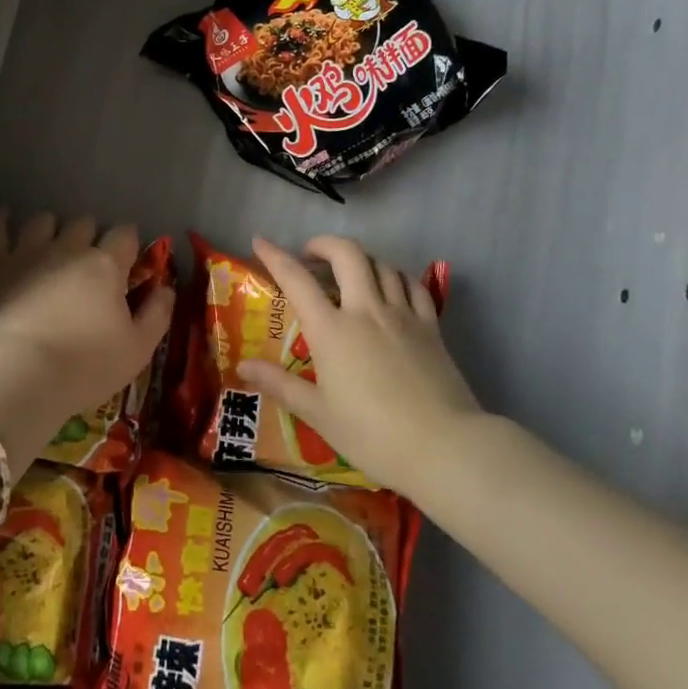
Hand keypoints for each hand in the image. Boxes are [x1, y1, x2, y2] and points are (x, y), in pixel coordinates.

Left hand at [0, 210, 172, 458]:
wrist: (20, 374)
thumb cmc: (85, 366)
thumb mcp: (138, 350)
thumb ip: (157, 314)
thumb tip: (166, 288)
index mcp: (106, 265)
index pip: (125, 235)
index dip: (128, 242)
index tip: (127, 258)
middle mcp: (69, 248)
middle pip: (84, 223)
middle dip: (89, 235)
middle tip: (88, 259)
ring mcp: (28, 251)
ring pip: (43, 220)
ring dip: (50, 228)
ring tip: (49, 243)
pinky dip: (1, 220)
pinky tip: (4, 220)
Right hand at [236, 235, 483, 496]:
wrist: (444, 447)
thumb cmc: (373, 435)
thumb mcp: (319, 414)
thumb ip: (280, 384)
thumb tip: (243, 366)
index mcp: (331, 330)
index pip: (296, 279)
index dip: (275, 256)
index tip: (260, 241)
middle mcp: (365, 310)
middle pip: (346, 254)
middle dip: (324, 244)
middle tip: (310, 255)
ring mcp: (402, 314)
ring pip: (381, 264)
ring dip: (360, 259)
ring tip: (349, 273)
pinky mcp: (430, 326)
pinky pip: (412, 285)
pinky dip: (395, 276)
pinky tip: (390, 288)